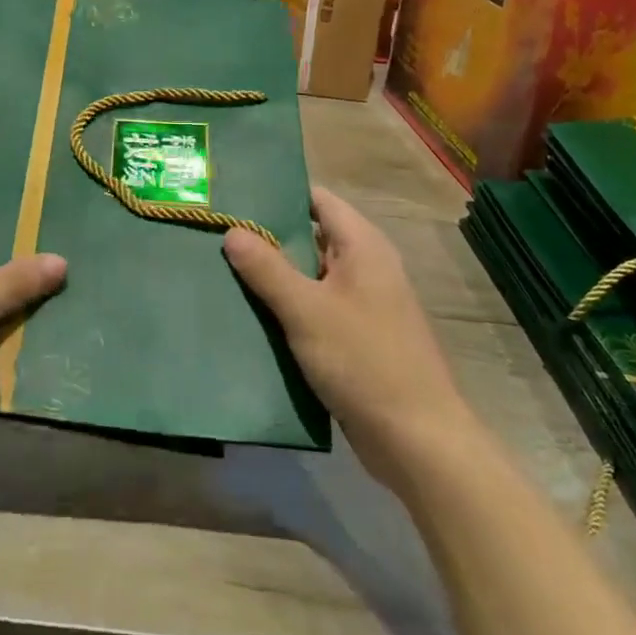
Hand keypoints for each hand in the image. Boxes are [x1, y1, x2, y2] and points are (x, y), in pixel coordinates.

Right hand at [223, 188, 468, 489]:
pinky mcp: (356, 338)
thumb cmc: (364, 362)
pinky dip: (287, 307)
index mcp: (363, 246)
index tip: (235, 194)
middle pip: (311, 236)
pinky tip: (249, 313)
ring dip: (274, 275)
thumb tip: (232, 230)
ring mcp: (363, 304)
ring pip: (310, 276)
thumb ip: (267, 268)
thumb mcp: (307, 310)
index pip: (317, 200)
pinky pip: (315, 308)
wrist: (417, 442)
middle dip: (268, 236)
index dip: (279, 193)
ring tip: (221, 268)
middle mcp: (366, 267)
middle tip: (217, 232)